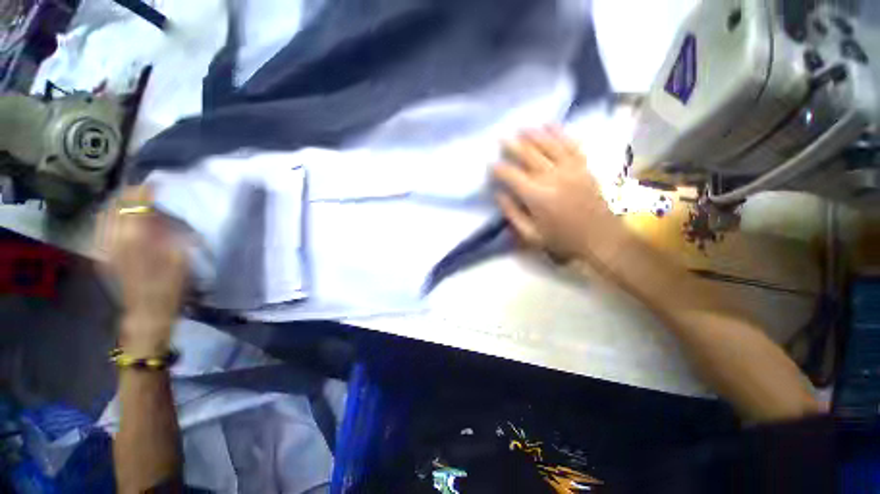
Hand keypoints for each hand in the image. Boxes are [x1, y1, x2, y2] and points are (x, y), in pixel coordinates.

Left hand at [101, 186, 187, 354]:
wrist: (147, 312)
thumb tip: (163, 213)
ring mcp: (105, 247)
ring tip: (131, 200)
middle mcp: (114, 238)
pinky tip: (119, 219)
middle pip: (116, 205)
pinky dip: (110, 217)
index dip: (145, 191)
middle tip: (144, 190)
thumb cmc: (171, 286)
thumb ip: (170, 232)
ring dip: (118, 204)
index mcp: (135, 237)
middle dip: (129, 194)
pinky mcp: (102, 255)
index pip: (135, 203)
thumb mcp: (180, 257)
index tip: (156, 184)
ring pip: (105, 214)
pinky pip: (101, 228)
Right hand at [492, 127, 626, 260]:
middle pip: (528, 154)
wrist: (601, 238)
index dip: (498, 169)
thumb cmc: (561, 240)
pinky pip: (570, 144)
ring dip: (533, 135)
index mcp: (537, 196)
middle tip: (501, 139)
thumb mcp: (530, 235)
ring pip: (549, 144)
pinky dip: (559, 133)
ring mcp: (571, 169)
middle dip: (512, 146)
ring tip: (521, 128)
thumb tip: (499, 194)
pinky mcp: (584, 166)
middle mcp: (552, 177)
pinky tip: (549, 126)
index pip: (512, 175)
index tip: (491, 166)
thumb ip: (512, 214)